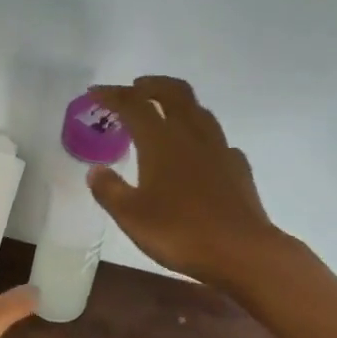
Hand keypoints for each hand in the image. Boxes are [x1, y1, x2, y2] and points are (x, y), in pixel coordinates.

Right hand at [86, 76, 280, 289]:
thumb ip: (109, 190)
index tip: (95, 92)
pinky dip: (199, 136)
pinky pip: (216, 140)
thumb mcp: (130, 216)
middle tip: (134, 88)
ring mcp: (219, 149)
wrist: (242, 251)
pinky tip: (195, 152)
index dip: (112, 95)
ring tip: (163, 113)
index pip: (134, 105)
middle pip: (173, 93)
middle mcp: (191, 135)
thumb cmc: (179, 232)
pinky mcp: (237, 167)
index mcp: (161, 142)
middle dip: (151, 85)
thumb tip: (95, 171)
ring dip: (177, 104)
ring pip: (198, 111)